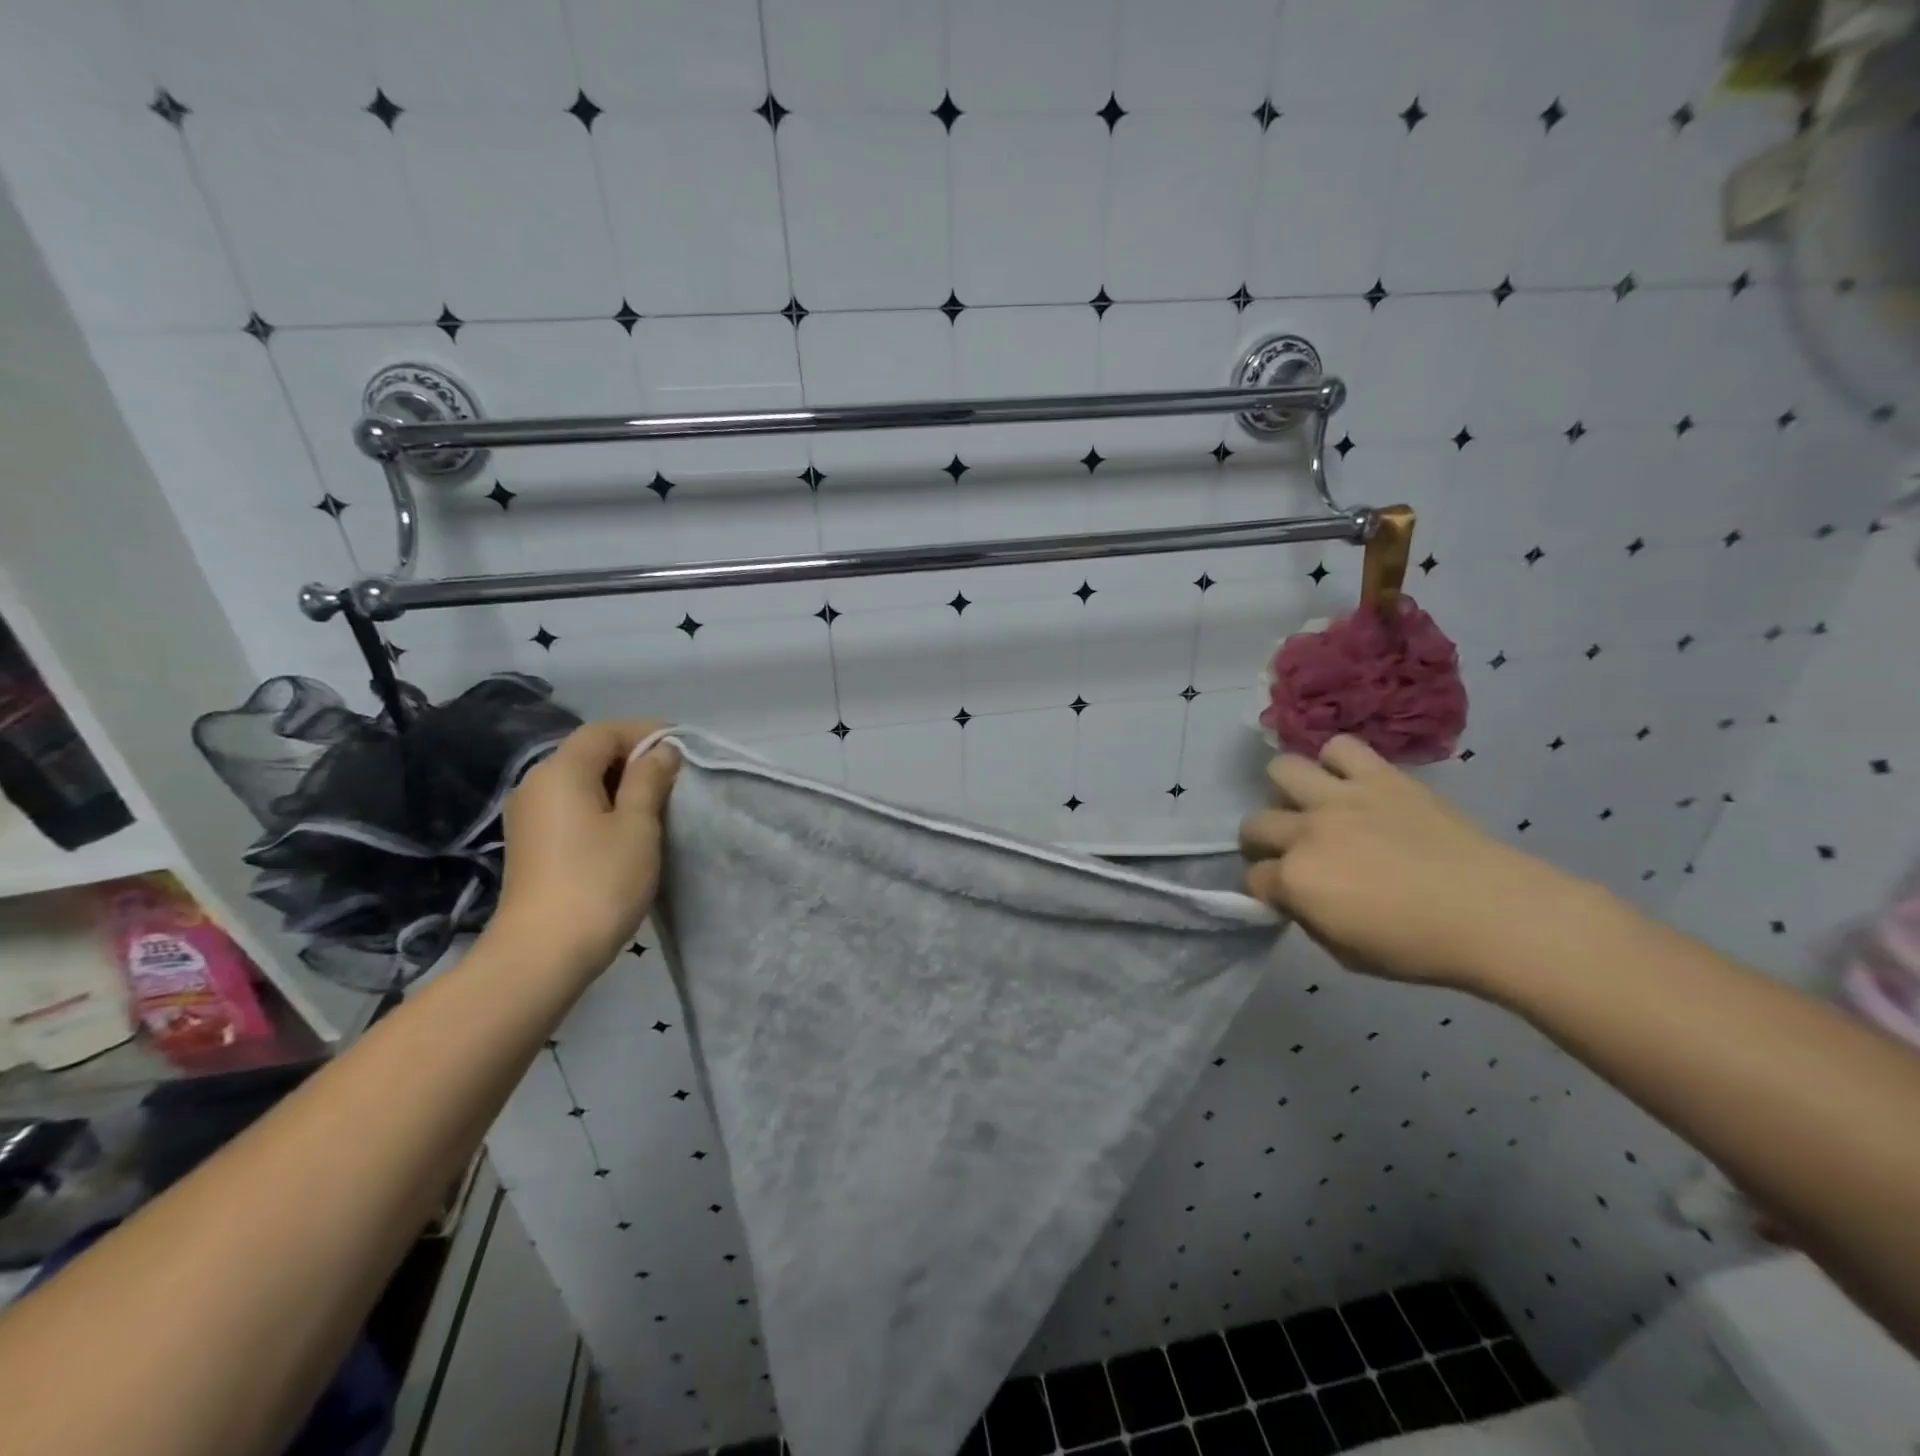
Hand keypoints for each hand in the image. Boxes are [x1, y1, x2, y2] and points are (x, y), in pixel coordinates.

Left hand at [492, 720, 678, 978]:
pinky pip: (570, 805)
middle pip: (589, 752)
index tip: (682, 748)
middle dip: (633, 757)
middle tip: (675, 778)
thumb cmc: (599, 881)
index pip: (605, 731)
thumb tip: (661, 750)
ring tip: (657, 804)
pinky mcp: (531, 842)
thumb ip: (650, 780)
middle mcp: (536, 784)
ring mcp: (529, 815)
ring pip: (580, 780)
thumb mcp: (638, 825)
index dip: (645, 732)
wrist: (542, 953)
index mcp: (561, 771)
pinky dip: (600, 805)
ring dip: (619, 783)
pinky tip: (626, 829)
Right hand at [1238, 735, 1618, 994]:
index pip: (1254, 878)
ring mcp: (1341, 798)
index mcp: (1297, 880)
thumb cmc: (1421, 947)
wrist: (1497, 914)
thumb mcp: (1346, 954)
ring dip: (1289, 793)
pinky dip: (1338, 763)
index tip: (1283, 896)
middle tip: (1291, 854)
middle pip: (1254, 824)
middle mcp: (1307, 831)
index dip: (1266, 890)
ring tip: (1312, 808)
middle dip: (1263, 843)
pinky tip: (1351, 784)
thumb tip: (1296, 898)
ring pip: (1282, 770)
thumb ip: (1309, 918)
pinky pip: (1341, 748)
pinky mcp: (1380, 776)